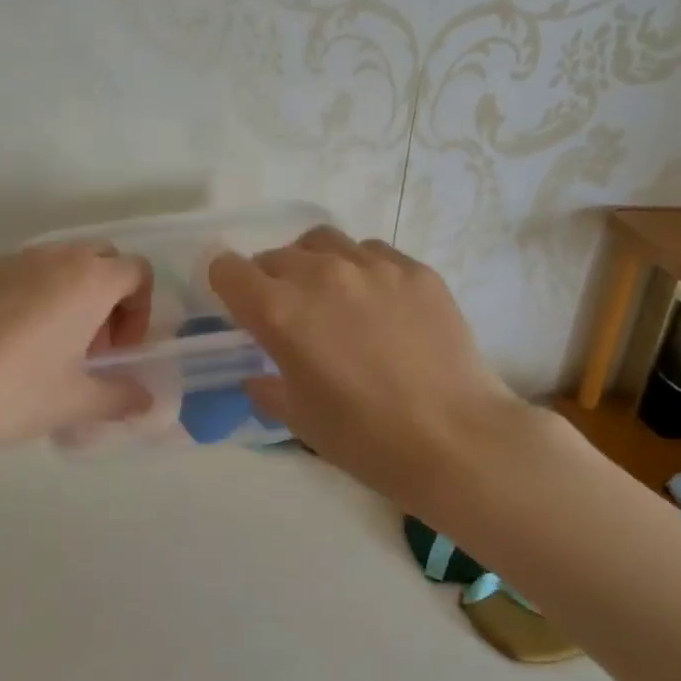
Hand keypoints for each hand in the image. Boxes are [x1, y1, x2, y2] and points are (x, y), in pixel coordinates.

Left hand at [0, 245, 153, 465]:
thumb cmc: (12, 394)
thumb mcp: (74, 403)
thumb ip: (120, 397)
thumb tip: (144, 400)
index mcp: (86, 280)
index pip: (136, 271)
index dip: (138, 310)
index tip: (117, 350)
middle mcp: (49, 257)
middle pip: (97, 259)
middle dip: (105, 296)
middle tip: (88, 346)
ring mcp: (3, 261)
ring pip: (51, 265)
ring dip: (64, 296)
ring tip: (43, 348)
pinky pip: (11, 275)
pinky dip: (23, 299)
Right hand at [209, 227, 542, 514]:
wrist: (453, 438)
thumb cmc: (363, 437)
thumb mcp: (298, 418)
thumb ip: (267, 388)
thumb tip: (259, 377)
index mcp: (279, 311)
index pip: (228, 269)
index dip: (226, 286)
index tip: (239, 308)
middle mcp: (320, 274)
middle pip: (274, 255)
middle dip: (270, 280)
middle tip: (290, 315)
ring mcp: (372, 266)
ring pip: (323, 242)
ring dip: (313, 263)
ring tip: (330, 295)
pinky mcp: (415, 269)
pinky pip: (372, 252)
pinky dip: (361, 268)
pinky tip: (378, 303)